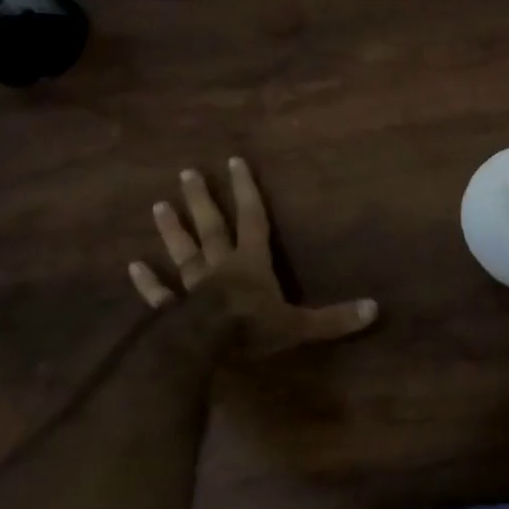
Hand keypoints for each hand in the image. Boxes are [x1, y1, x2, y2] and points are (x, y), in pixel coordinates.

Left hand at [128, 158, 378, 357]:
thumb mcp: (301, 325)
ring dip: (173, 230)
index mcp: (252, 263)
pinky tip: (133, 266)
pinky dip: (147, 281)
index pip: (252, 219)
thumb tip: (375, 309)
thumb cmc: (253, 327)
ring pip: (184, 252)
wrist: (205, 347)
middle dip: (202, 200)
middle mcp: (221, 266)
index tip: (234, 161)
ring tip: (159, 205)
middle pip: (211, 227)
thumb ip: (335, 318)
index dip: (246, 190)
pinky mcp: (171, 310)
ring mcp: (193, 286)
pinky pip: (159, 293)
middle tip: (186, 173)